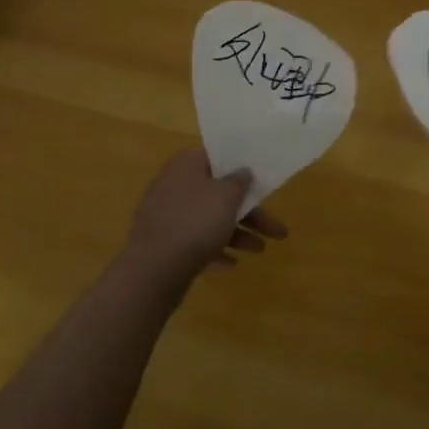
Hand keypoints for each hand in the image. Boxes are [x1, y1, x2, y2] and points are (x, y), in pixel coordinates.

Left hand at [120, 146, 286, 293]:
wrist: (153, 271)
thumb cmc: (194, 222)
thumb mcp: (226, 196)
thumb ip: (239, 181)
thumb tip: (242, 172)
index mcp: (186, 165)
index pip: (217, 158)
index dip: (241, 168)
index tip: (261, 181)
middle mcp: (174, 184)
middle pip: (218, 192)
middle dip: (249, 211)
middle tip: (275, 229)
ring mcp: (167, 215)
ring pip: (209, 218)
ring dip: (237, 232)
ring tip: (260, 250)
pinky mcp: (164, 242)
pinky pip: (195, 240)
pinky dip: (215, 248)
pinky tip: (232, 264)